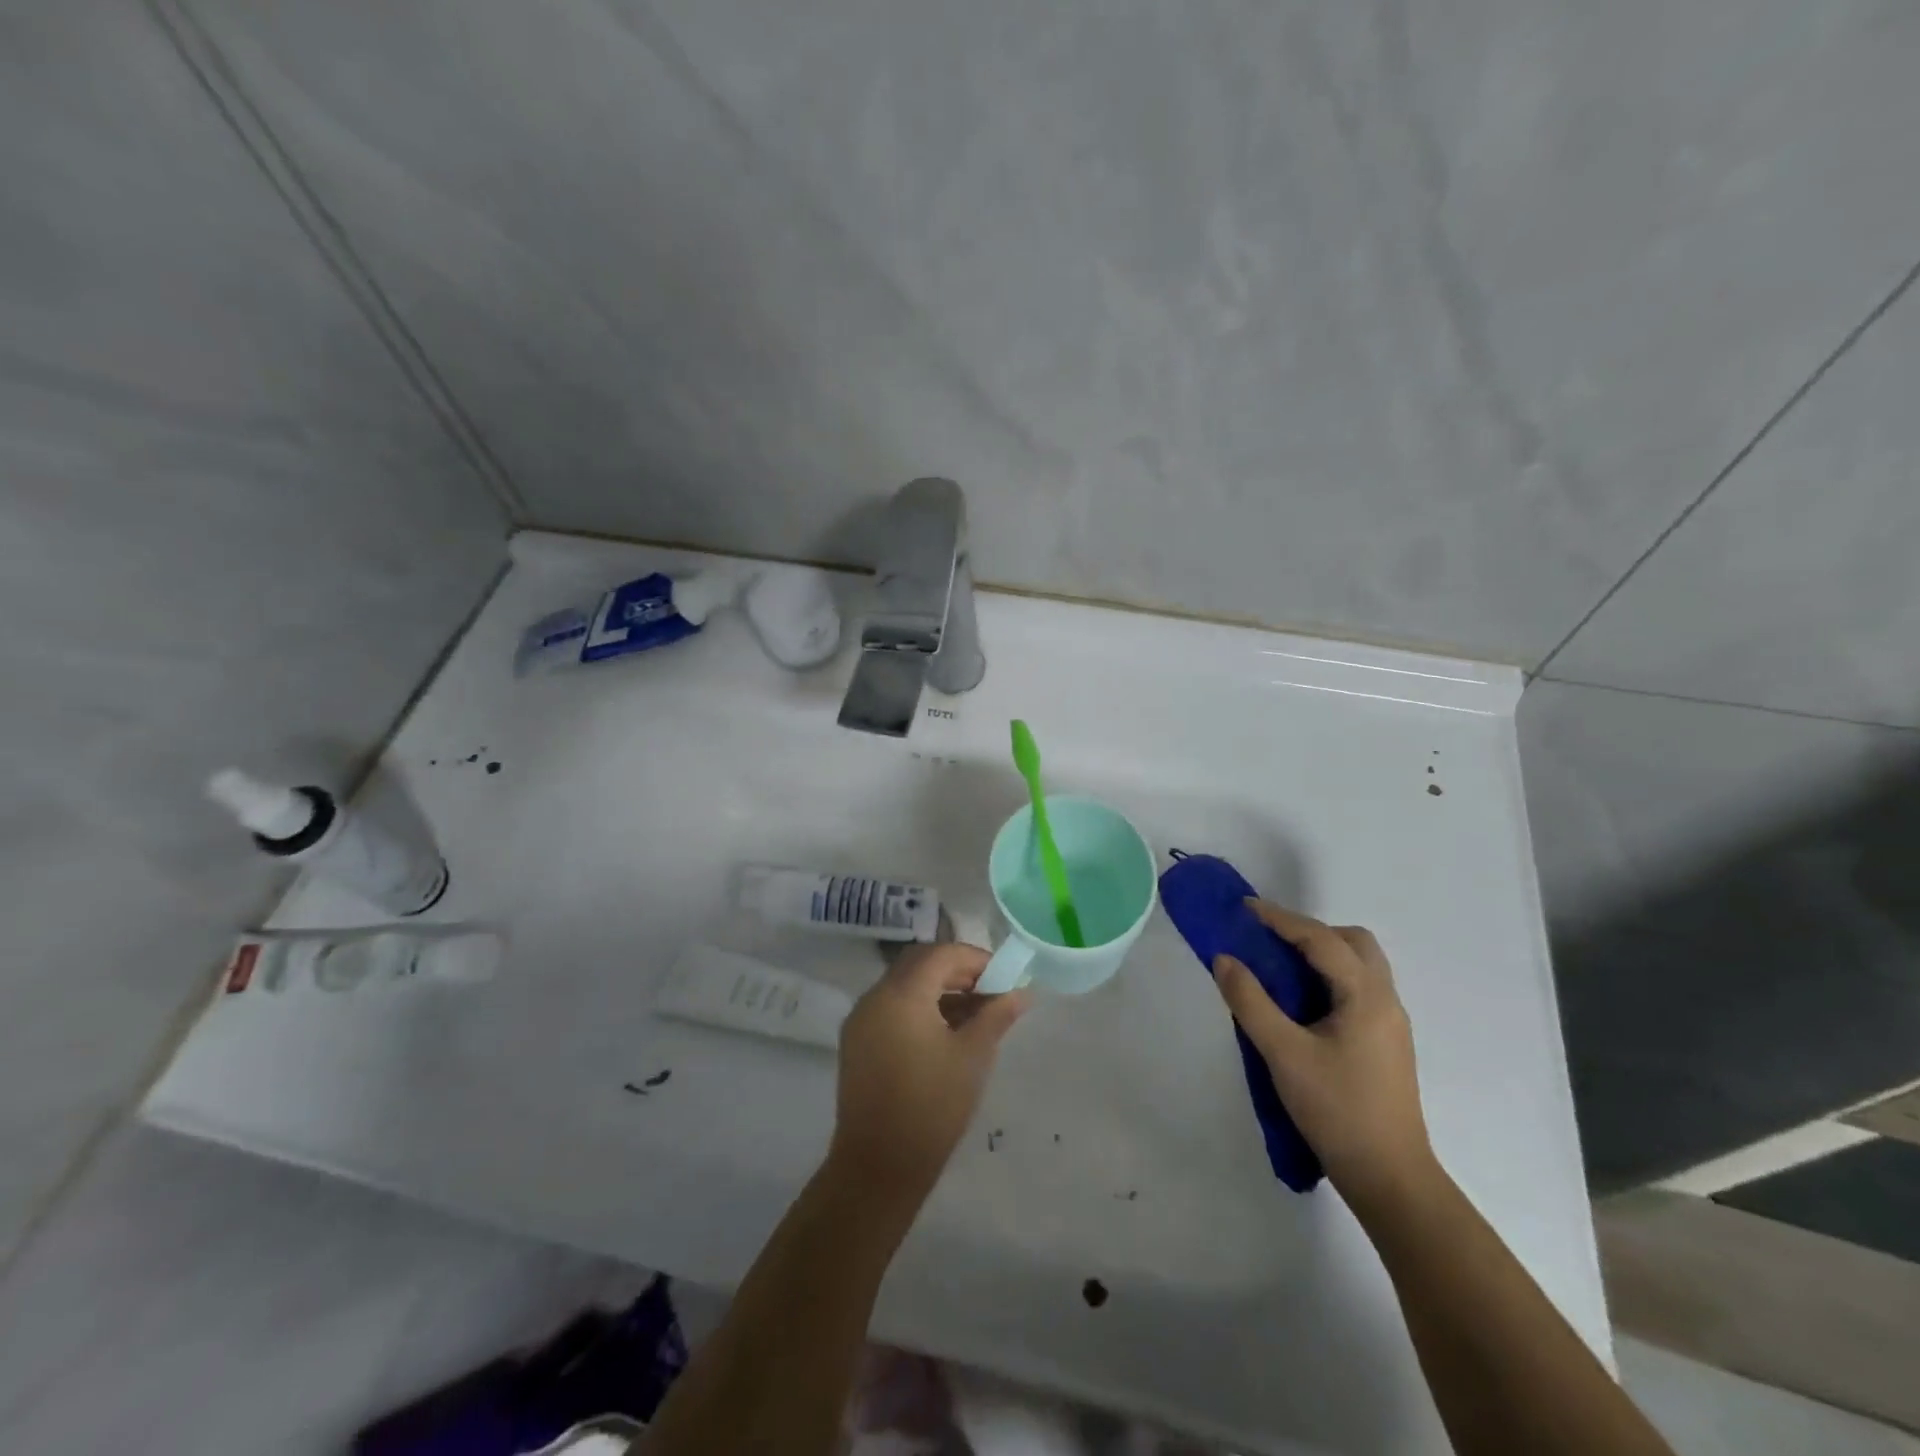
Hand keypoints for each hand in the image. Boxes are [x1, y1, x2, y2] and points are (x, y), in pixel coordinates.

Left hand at [830, 943, 1031, 1204]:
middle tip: (990, 991)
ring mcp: (861, 1019)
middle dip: (957, 970)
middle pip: (920, 963)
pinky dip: (918, 1007)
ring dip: (938, 989)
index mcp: (901, 993)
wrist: (878, 1166)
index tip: (1004, 978)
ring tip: (974, 1014)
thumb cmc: (932, 1106)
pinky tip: (945, 1032)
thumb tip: (1023, 991)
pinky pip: (891, 1007)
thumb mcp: (972, 1056)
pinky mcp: (857, 1041)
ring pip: (904, 985)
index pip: (942, 954)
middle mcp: (875, 996)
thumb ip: (996, 1015)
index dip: (976, 959)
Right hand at [1212, 899, 1434, 1213]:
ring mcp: (1389, 1023)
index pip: (1321, 939)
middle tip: (1269, 941)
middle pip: (1353, 943)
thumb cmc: (1336, 1110)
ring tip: (1280, 968)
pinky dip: (1328, 978)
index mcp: (1366, 996)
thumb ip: (1250, 1001)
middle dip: (1310, 931)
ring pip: (1359, 966)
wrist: (1390, 1178)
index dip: (1280, 918)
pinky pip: (1357, 989)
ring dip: (1321, 954)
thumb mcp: (1282, 1053)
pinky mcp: (1385, 1043)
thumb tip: (1224, 959)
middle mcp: (1385, 1000)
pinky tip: (1301, 1002)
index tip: (1244, 908)